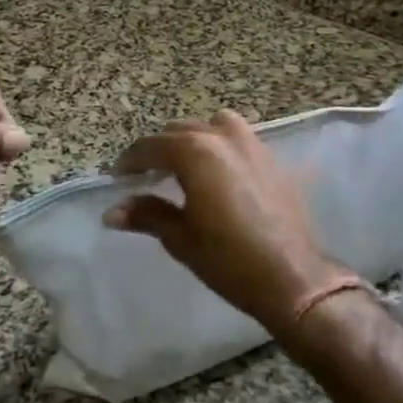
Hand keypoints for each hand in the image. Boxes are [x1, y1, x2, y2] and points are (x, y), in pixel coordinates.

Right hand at [104, 111, 341, 339]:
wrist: (292, 276)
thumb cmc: (228, 259)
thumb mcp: (181, 237)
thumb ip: (147, 215)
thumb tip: (111, 213)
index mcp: (195, 152)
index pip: (151, 146)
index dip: (130, 161)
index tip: (117, 178)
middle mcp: (223, 137)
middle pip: (180, 130)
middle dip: (159, 149)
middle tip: (146, 176)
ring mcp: (252, 144)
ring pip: (212, 126)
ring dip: (193, 139)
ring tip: (184, 167)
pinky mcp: (272, 159)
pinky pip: (238, 139)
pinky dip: (220, 146)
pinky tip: (218, 174)